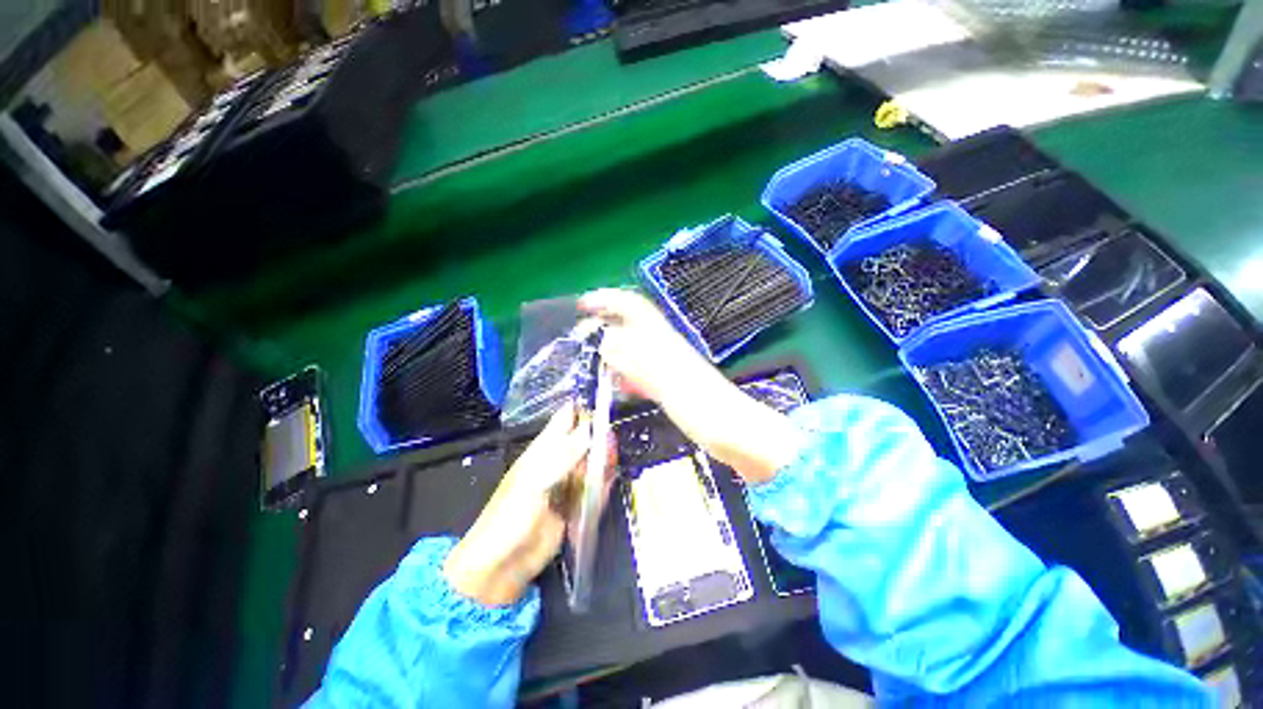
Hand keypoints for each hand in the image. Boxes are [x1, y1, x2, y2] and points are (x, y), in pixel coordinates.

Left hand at [444, 404, 594, 605]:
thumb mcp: (536, 481)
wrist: (502, 566)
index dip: (581, 411)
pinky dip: (602, 485)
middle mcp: (556, 464)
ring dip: (602, 461)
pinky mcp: (573, 507)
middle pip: (582, 443)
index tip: (602, 405)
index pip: (563, 422)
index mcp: (541, 452)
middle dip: (597, 438)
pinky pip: (592, 491)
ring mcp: (565, 486)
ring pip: (589, 466)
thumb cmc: (511, 517)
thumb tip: (591, 427)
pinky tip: (610, 480)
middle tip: (611, 437)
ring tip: (613, 456)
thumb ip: (565, 454)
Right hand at [579, 288, 804, 483]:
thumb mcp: (667, 382)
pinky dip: (626, 374)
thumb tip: (606, 340)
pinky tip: (618, 386)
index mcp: (664, 342)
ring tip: (592, 361)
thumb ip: (637, 360)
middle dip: (606, 325)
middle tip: (581, 338)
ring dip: (613, 350)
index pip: (634, 308)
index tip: (584, 305)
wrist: (734, 432)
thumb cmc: (704, 407)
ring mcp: (669, 367)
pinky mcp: (672, 386)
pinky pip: (642, 373)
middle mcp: (666, 348)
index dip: (610, 300)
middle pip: (632, 326)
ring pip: (635, 350)